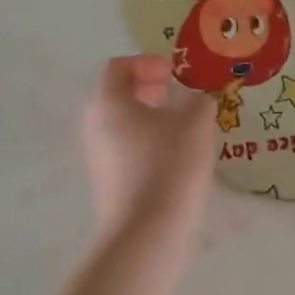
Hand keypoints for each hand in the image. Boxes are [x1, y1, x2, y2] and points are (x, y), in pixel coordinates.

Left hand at [81, 56, 215, 228]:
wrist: (147, 232)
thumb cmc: (170, 164)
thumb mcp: (196, 123)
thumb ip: (199, 100)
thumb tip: (198, 97)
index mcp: (110, 103)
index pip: (118, 67)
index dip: (147, 62)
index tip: (174, 73)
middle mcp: (95, 126)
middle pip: (117, 95)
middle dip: (148, 89)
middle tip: (177, 94)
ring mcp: (98, 157)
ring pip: (122, 124)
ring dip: (150, 117)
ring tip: (183, 127)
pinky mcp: (107, 183)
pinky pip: (125, 150)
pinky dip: (147, 142)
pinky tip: (176, 158)